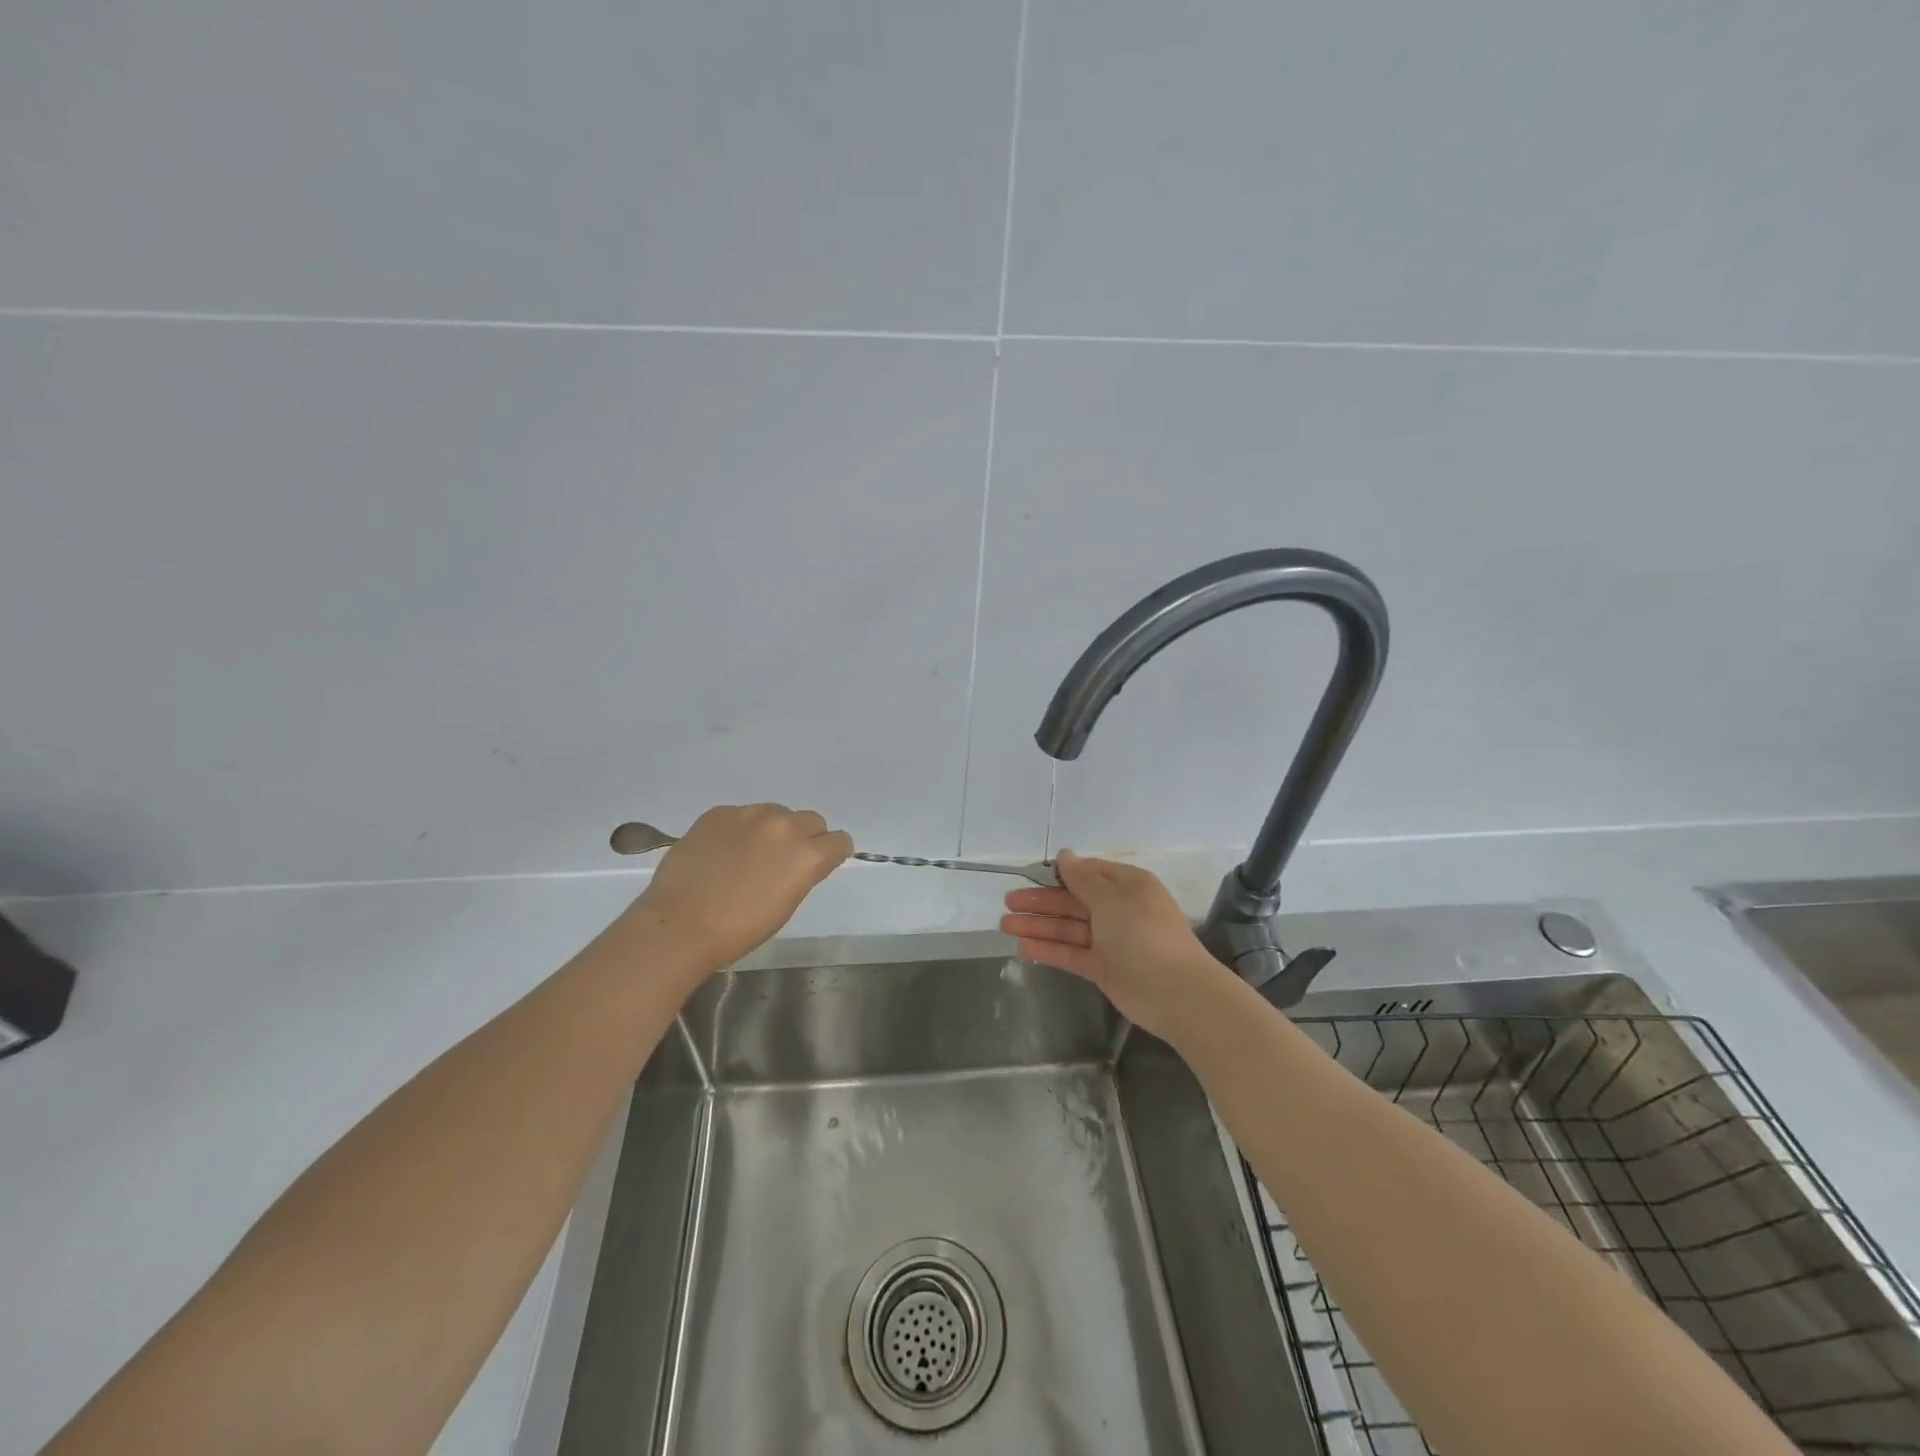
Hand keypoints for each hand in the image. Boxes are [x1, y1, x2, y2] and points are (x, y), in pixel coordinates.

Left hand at [630, 804, 852, 972]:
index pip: (839, 841)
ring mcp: (749, 814)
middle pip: (811, 820)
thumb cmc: (739, 929)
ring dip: (772, 830)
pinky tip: (721, 853)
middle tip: (783, 861)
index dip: (832, 853)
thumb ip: (802, 873)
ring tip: (748, 855)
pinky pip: (741, 815)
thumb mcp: (786, 904)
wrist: (680, 924)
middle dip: (805, 837)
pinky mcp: (718, 813)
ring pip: (776, 813)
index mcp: (807, 855)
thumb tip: (799, 861)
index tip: (821, 864)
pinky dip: (739, 830)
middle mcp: (784, 826)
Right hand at [1000, 850, 1235, 1040]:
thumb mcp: (1111, 898)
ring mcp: (1110, 940)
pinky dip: (1049, 950)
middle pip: (1073, 901)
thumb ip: (1082, 878)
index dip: (1058, 873)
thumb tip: (1063, 854)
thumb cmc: (1143, 933)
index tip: (1029, 874)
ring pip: (1068, 928)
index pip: (1088, 873)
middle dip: (1041, 901)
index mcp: (1127, 885)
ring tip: (1004, 925)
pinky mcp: (1103, 968)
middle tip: (1007, 902)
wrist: (1175, 991)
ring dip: (1038, 925)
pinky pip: (1071, 953)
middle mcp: (1118, 910)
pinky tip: (1023, 947)